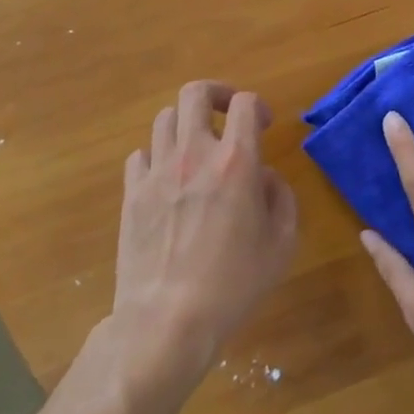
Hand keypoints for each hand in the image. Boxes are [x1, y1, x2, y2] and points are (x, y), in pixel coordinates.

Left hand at [111, 81, 298, 386]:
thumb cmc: (234, 284)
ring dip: (185, 124)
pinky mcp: (131, 194)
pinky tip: (168, 179)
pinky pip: (140, 155)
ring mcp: (157, 172)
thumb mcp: (282, 243)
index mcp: (236, 161)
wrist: (167, 321)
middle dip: (216, 94)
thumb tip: (265, 177)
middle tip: (227, 114)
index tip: (264, 125)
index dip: (257, 105)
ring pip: (164, 118)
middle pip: (195, 93)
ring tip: (196, 147)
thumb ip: (281, 198)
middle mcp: (194, 154)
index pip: (245, 103)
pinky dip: (157, 156)